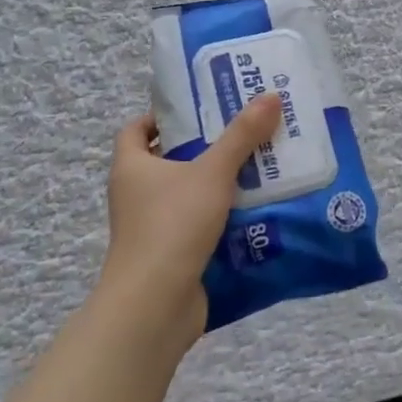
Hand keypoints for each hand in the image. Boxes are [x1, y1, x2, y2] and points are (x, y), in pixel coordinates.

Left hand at [100, 94, 282, 339]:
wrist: (155, 306)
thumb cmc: (173, 226)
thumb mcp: (213, 172)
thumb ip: (242, 135)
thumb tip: (270, 96)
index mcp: (131, 167)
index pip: (136, 129)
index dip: (163, 116)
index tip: (200, 109)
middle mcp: (136, 195)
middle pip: (168, 160)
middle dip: (205, 146)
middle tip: (245, 131)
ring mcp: (152, 228)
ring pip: (188, 194)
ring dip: (219, 183)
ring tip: (260, 166)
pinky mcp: (171, 255)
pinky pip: (199, 225)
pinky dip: (223, 217)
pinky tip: (257, 209)